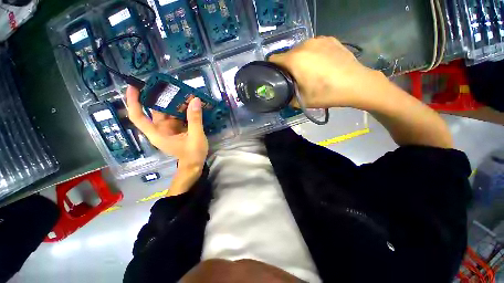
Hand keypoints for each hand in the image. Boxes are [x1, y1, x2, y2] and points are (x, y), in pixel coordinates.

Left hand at [125, 86, 208, 182]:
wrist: (195, 166)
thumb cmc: (193, 154)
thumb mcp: (196, 137)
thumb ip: (195, 119)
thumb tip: (195, 100)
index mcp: (158, 133)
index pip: (138, 117)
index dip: (133, 101)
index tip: (134, 87)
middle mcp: (160, 130)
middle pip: (155, 111)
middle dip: (161, 98)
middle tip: (170, 85)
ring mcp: (169, 130)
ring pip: (168, 113)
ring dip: (175, 103)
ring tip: (184, 93)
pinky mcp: (177, 130)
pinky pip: (177, 117)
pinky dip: (182, 110)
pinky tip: (190, 104)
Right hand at [269, 36, 386, 109]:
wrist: (356, 84)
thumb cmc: (326, 94)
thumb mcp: (302, 101)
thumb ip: (287, 97)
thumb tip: (284, 94)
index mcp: (294, 60)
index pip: (273, 60)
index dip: (272, 69)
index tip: (277, 78)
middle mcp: (304, 45)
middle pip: (287, 55)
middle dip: (288, 66)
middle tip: (296, 78)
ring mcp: (318, 40)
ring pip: (300, 50)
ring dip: (300, 60)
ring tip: (310, 71)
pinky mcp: (330, 39)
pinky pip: (313, 46)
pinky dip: (313, 54)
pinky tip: (322, 64)